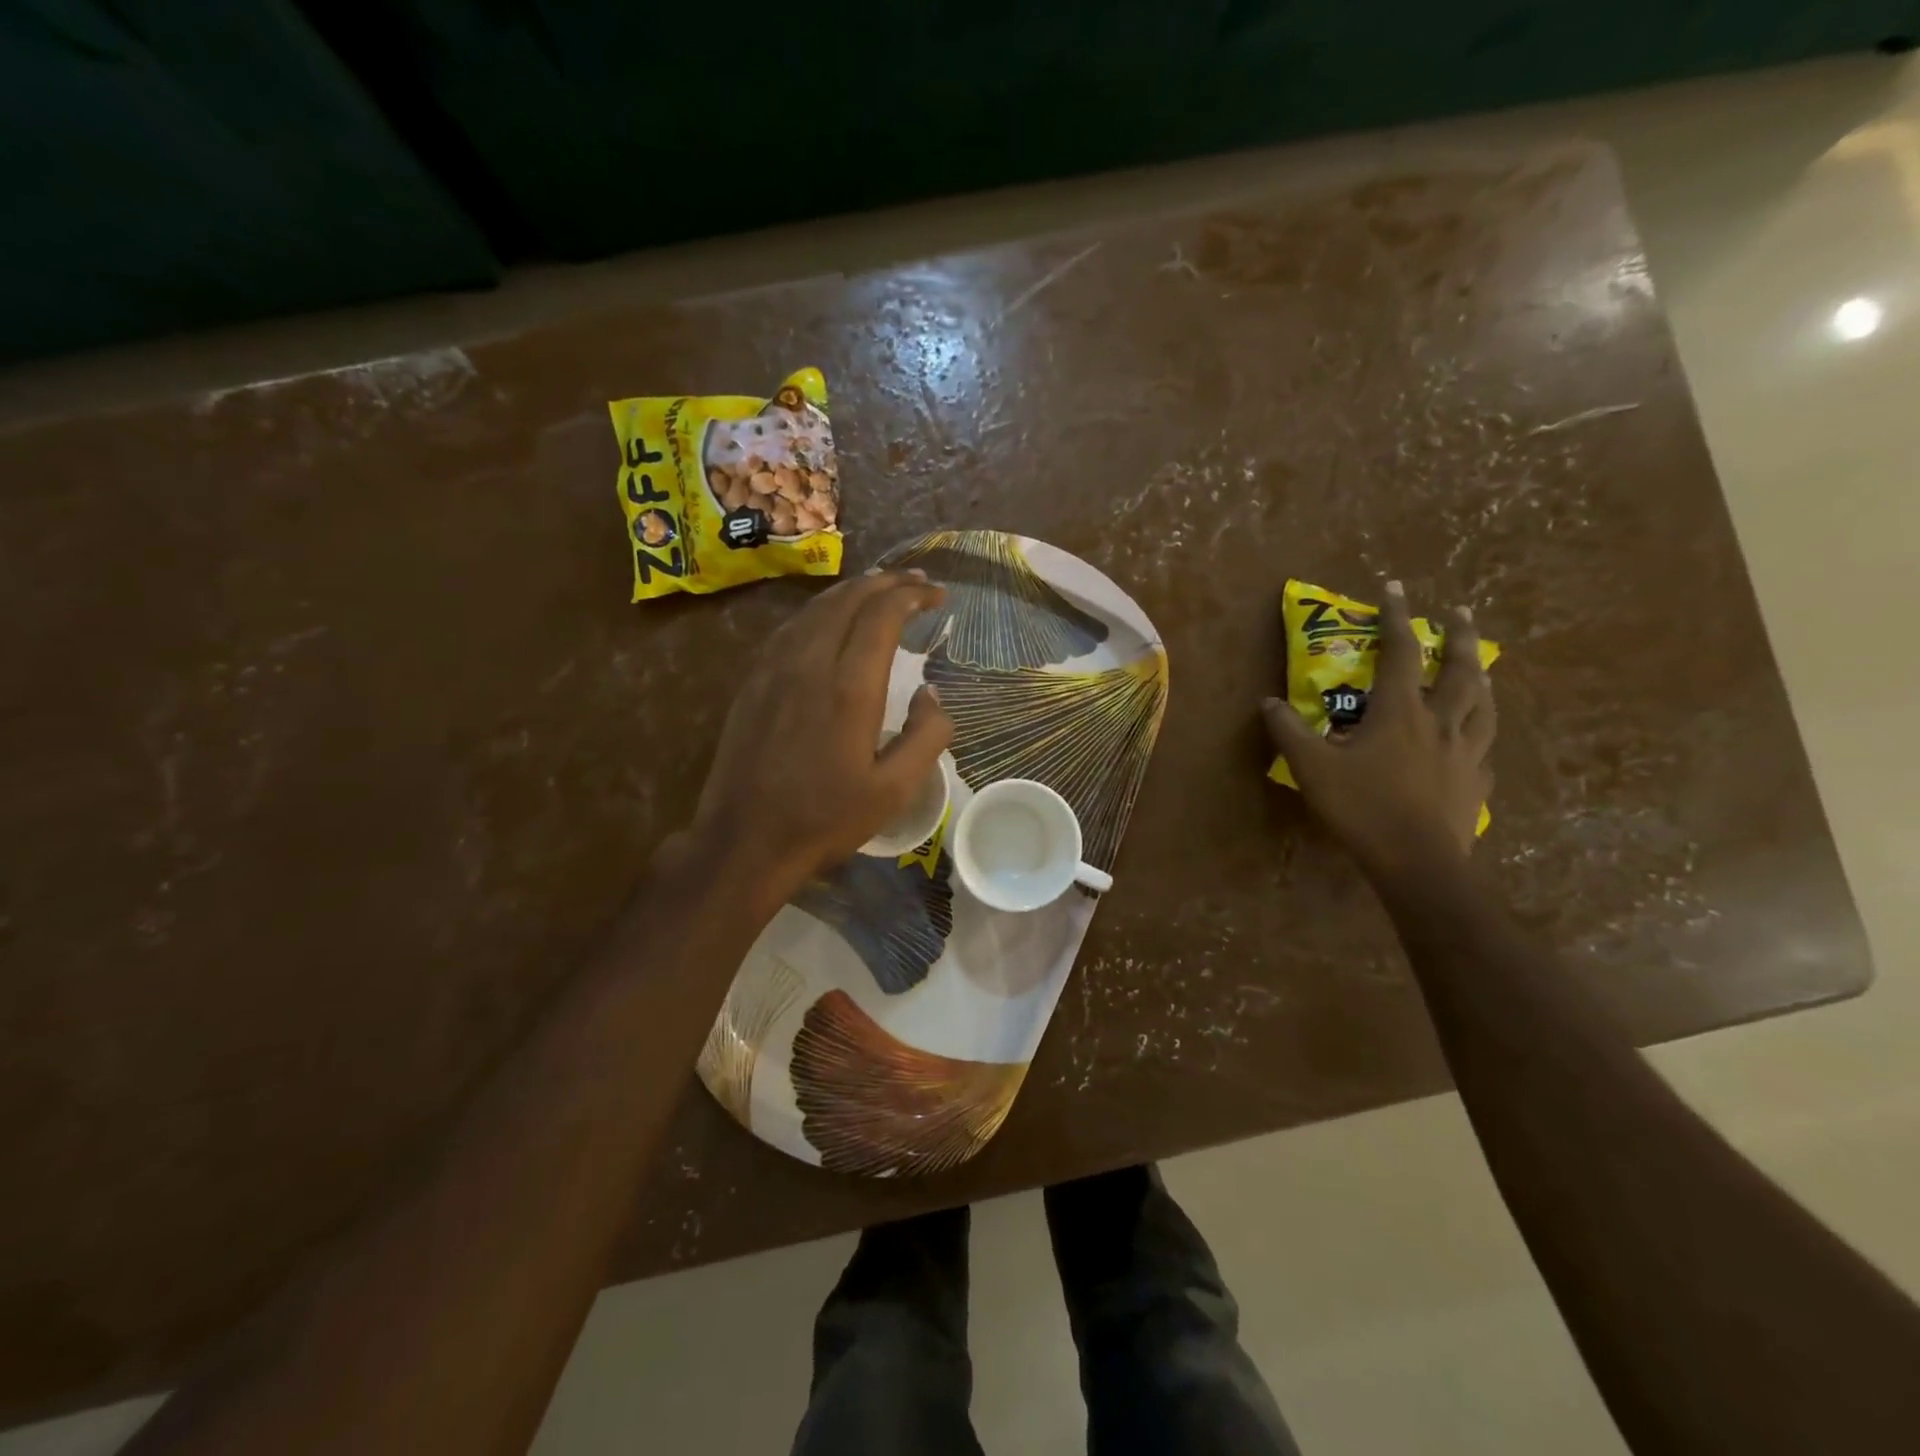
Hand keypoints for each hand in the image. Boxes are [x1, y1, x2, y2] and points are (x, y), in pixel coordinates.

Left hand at [688, 569, 952, 897]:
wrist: (745, 840)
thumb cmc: (825, 819)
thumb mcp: (894, 791)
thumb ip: (927, 737)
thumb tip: (932, 694)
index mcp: (850, 688)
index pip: (883, 616)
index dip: (912, 595)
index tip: (938, 595)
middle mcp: (810, 664)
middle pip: (849, 600)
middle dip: (887, 582)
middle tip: (916, 581)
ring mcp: (774, 668)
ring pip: (816, 608)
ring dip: (852, 591)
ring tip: (880, 588)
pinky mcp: (753, 681)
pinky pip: (791, 627)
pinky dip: (820, 610)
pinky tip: (829, 618)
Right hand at [1263, 579, 1493, 880]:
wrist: (1417, 861)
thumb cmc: (1362, 806)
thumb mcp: (1312, 767)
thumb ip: (1289, 731)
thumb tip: (1268, 702)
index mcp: (1401, 712)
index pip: (1401, 652)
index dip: (1397, 617)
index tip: (1395, 587)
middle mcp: (1441, 722)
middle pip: (1461, 670)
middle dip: (1460, 637)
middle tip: (1462, 614)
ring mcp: (1466, 753)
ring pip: (1484, 705)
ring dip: (1481, 678)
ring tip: (1480, 667)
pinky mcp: (1477, 783)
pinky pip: (1483, 749)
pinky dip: (1479, 734)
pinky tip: (1473, 742)